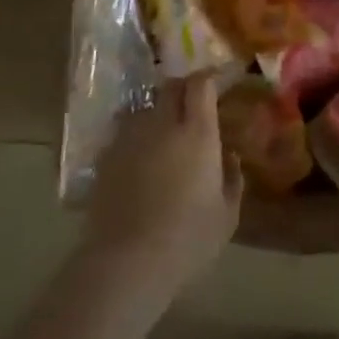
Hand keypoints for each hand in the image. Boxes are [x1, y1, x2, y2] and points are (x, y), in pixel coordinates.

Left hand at [83, 74, 242, 295]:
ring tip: (166, 132)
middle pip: (170, 87)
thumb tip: (228, 155)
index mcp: (197, 133)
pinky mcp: (106, 156)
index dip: (209, 77)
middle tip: (194, 104)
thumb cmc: (188, 239)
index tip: (218, 82)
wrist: (127, 260)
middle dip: (184, 88)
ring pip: (146, 108)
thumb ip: (232, 178)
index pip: (201, 84)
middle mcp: (162, 124)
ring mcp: (129, 138)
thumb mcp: (227, 214)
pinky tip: (142, 158)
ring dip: (159, 111)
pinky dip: (138, 135)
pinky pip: (126, 132)